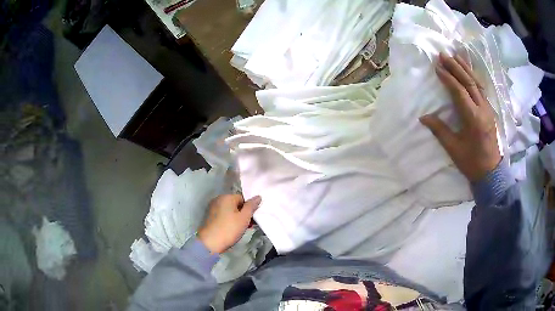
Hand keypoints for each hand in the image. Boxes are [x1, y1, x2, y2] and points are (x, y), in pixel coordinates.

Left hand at [197, 194, 260, 253]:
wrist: (210, 243)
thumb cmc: (229, 229)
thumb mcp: (244, 218)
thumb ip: (251, 206)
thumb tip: (258, 196)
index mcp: (226, 197)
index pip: (243, 198)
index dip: (249, 208)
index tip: (252, 219)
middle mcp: (218, 199)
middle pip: (235, 204)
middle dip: (243, 214)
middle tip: (249, 225)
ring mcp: (212, 208)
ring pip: (229, 211)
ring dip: (236, 218)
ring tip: (241, 229)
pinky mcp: (210, 216)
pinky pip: (223, 215)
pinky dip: (229, 220)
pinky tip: (232, 230)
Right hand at [420, 53, 500, 181]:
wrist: (491, 172)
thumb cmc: (471, 162)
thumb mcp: (453, 149)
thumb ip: (439, 130)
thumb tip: (423, 117)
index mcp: (473, 118)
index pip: (459, 92)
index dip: (448, 78)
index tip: (437, 67)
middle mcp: (482, 109)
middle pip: (469, 82)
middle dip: (456, 67)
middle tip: (444, 55)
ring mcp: (488, 109)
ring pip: (477, 83)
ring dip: (466, 68)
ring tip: (455, 56)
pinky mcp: (490, 111)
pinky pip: (481, 89)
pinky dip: (473, 77)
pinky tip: (468, 71)